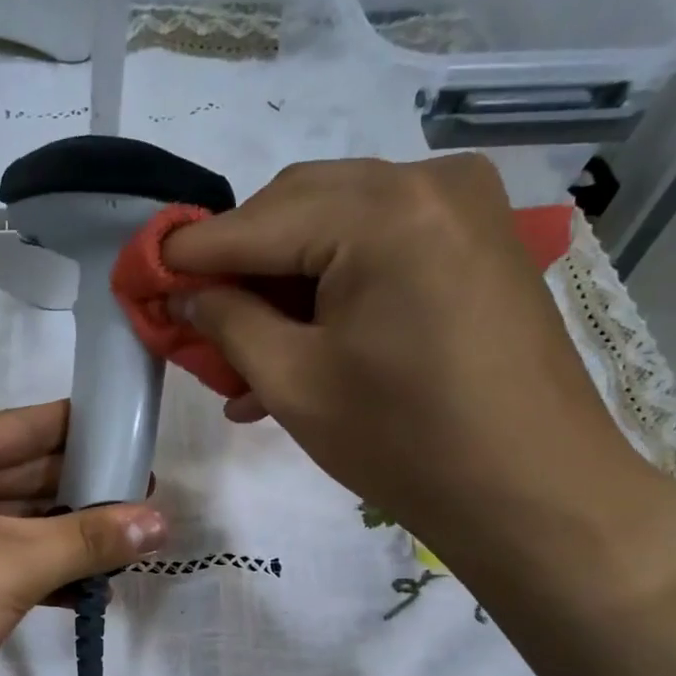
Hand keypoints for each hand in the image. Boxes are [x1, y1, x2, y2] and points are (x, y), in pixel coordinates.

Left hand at [0, 401, 166, 675]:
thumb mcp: (11, 567)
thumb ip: (89, 540)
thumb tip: (163, 521)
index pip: (29, 426)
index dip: (91, 433)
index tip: (144, 445)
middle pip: (22, 473)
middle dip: (84, 493)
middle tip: (148, 506)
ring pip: (11, 520)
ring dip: (64, 537)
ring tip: (131, 546)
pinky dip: (35, 569)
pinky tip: (86, 589)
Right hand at [162, 156, 675, 579]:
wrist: (534, 493)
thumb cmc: (404, 442)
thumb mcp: (294, 383)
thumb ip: (228, 323)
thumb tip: (186, 294)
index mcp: (383, 212)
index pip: (254, 222)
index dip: (189, 253)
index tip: (141, 275)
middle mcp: (429, 182)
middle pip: (296, 207)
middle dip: (239, 264)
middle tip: (198, 319)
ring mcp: (463, 209)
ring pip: (336, 227)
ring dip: (282, 282)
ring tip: (243, 352)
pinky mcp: (477, 243)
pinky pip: (380, 248)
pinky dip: (332, 289)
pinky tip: (298, 345)